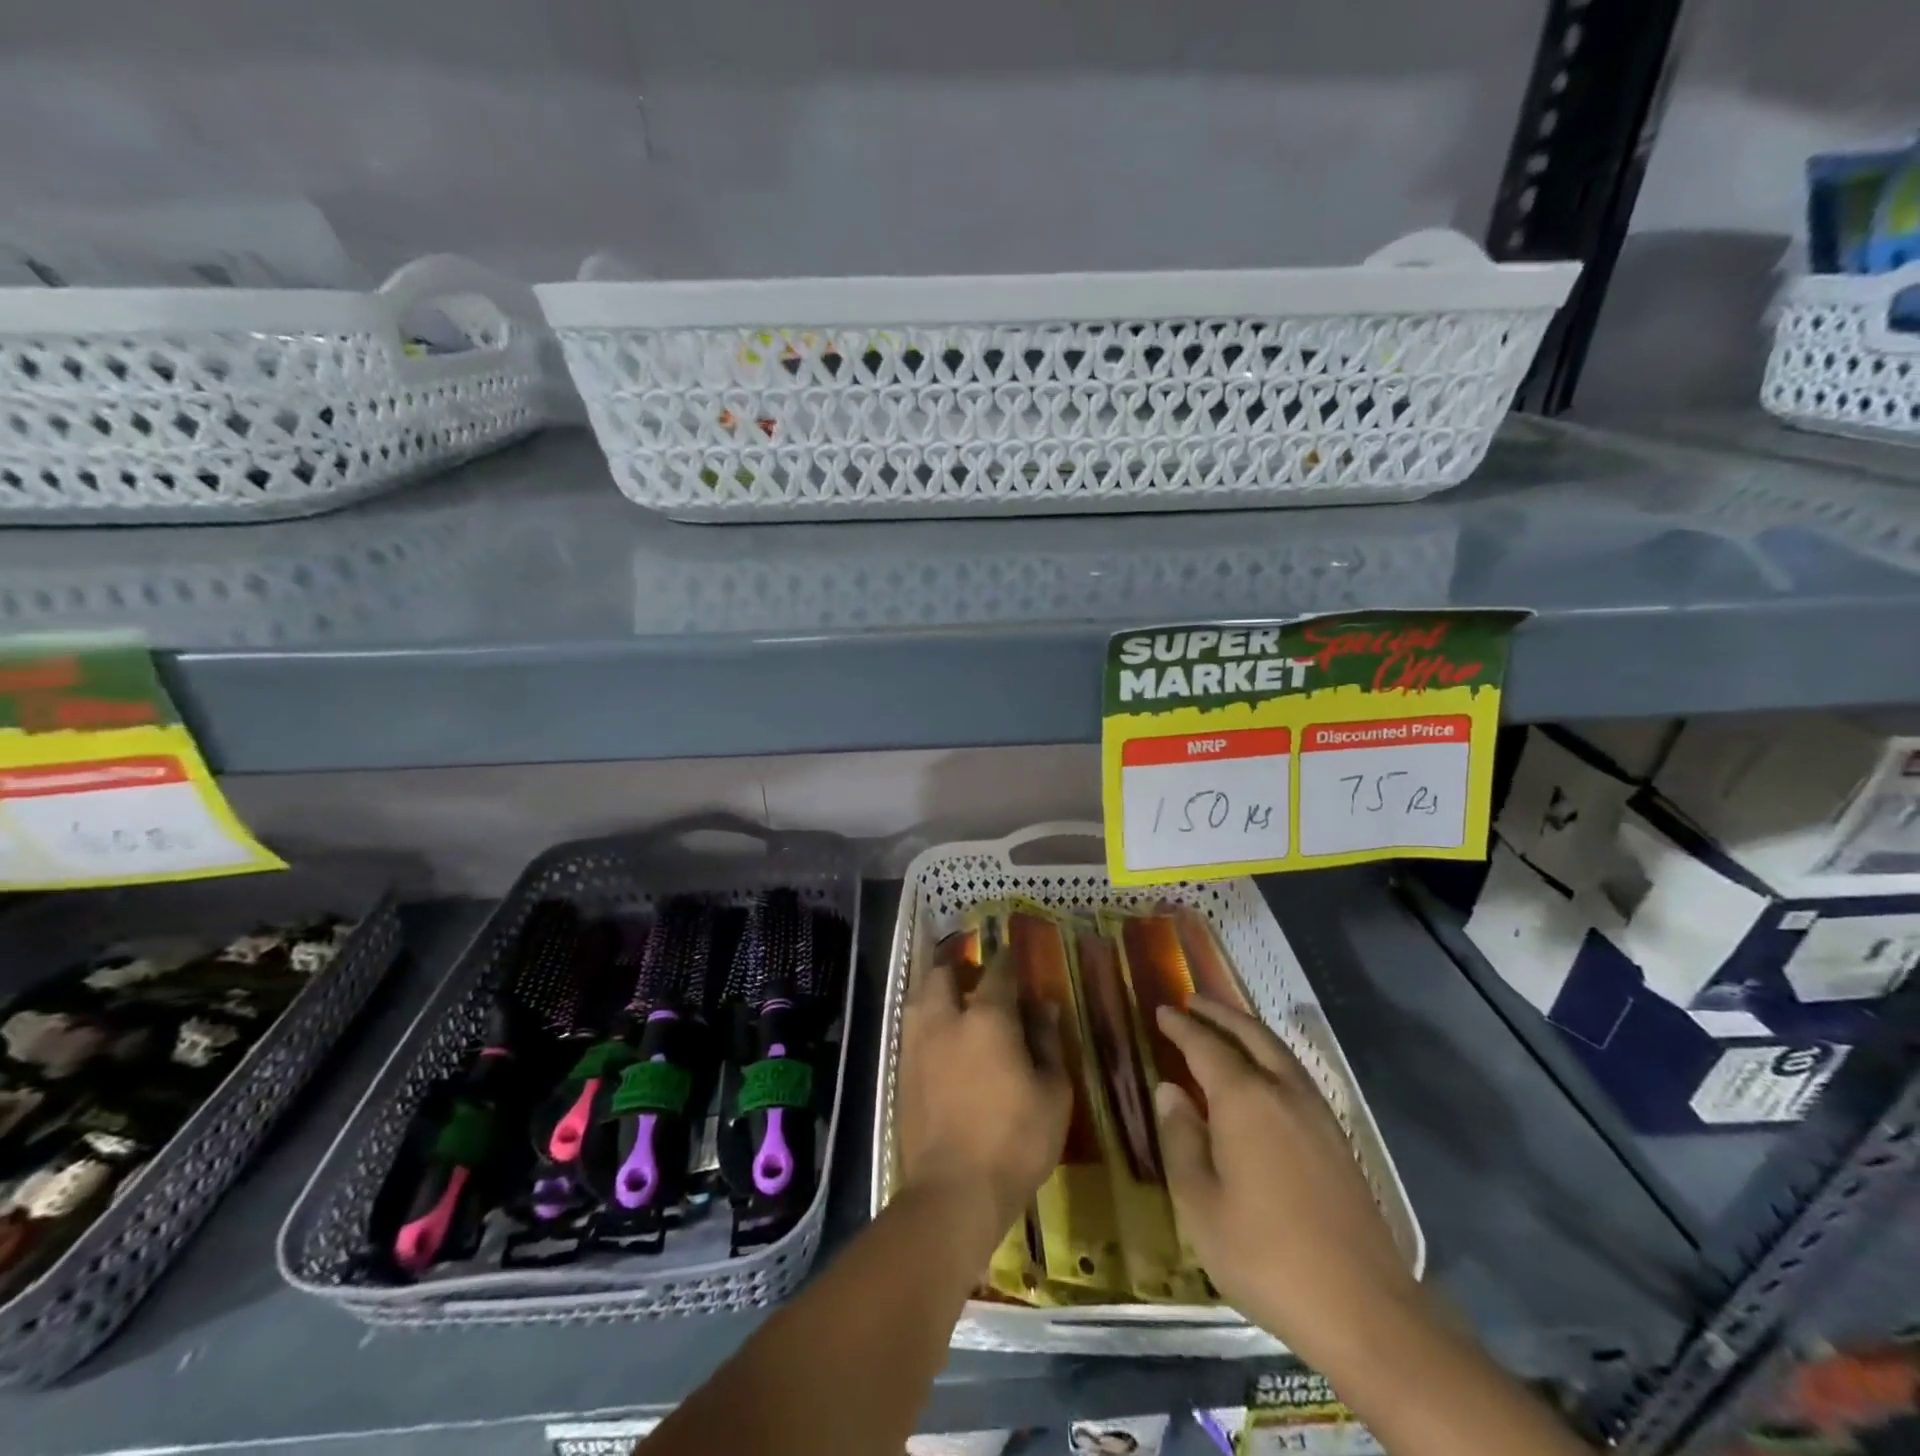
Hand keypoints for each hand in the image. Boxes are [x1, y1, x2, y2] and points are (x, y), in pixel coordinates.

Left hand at [897, 948, 1070, 1255]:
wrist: (953, 1191)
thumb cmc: (1015, 1141)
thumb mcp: (1053, 1094)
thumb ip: (1048, 1043)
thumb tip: (1044, 1007)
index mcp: (988, 1018)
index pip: (997, 972)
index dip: (1006, 960)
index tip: (1012, 956)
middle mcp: (946, 1020)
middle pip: (943, 973)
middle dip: (958, 966)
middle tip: (974, 975)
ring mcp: (918, 1045)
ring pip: (919, 997)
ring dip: (935, 989)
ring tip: (952, 999)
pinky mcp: (902, 1071)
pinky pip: (911, 1028)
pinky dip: (925, 1020)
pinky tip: (939, 1037)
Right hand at [1153, 998, 1424, 1369]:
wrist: (1365, 1309)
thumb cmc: (1266, 1256)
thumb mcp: (1200, 1205)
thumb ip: (1181, 1140)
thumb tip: (1170, 1091)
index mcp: (1244, 1100)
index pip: (1205, 1046)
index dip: (1181, 1027)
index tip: (1161, 1011)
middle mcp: (1282, 1091)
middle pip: (1249, 1034)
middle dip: (1218, 1014)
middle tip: (1192, 1001)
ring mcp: (1316, 1113)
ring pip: (1278, 1051)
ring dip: (1247, 1030)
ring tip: (1224, 1026)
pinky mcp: (1337, 1138)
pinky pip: (1295, 1073)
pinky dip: (1271, 1055)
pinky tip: (1263, 1073)